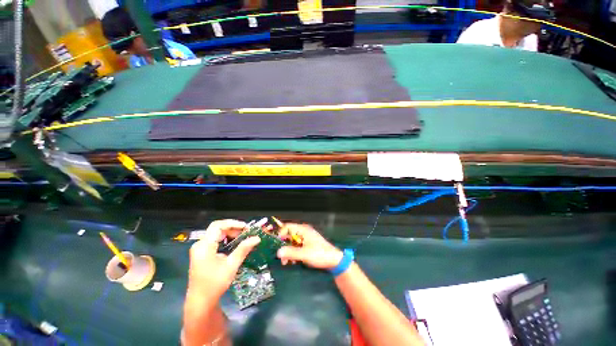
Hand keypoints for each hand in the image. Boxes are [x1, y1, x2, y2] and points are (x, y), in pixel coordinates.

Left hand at [187, 219, 259, 298]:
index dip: (233, 223)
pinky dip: (226, 240)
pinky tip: (235, 245)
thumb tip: (257, 238)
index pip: (218, 225)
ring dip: (231, 235)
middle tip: (247, 234)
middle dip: (234, 229)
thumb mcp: (231, 265)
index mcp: (204, 246)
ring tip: (243, 239)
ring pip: (217, 234)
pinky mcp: (202, 254)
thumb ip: (243, 249)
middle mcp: (200, 245)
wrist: (201, 302)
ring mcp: (200, 250)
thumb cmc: (215, 284)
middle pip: (218, 229)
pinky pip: (215, 241)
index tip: (245, 227)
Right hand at [277, 223, 342, 269]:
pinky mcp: (307, 245)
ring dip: (288, 251)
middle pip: (289, 235)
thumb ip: (291, 253)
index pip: (287, 227)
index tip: (276, 245)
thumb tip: (278, 252)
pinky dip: (293, 253)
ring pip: (292, 242)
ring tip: (286, 262)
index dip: (280, 234)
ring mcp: (305, 239)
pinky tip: (292, 261)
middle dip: (283, 246)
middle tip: (281, 256)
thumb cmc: (320, 254)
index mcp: (303, 230)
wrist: (334, 260)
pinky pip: (296, 247)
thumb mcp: (305, 254)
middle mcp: (303, 232)